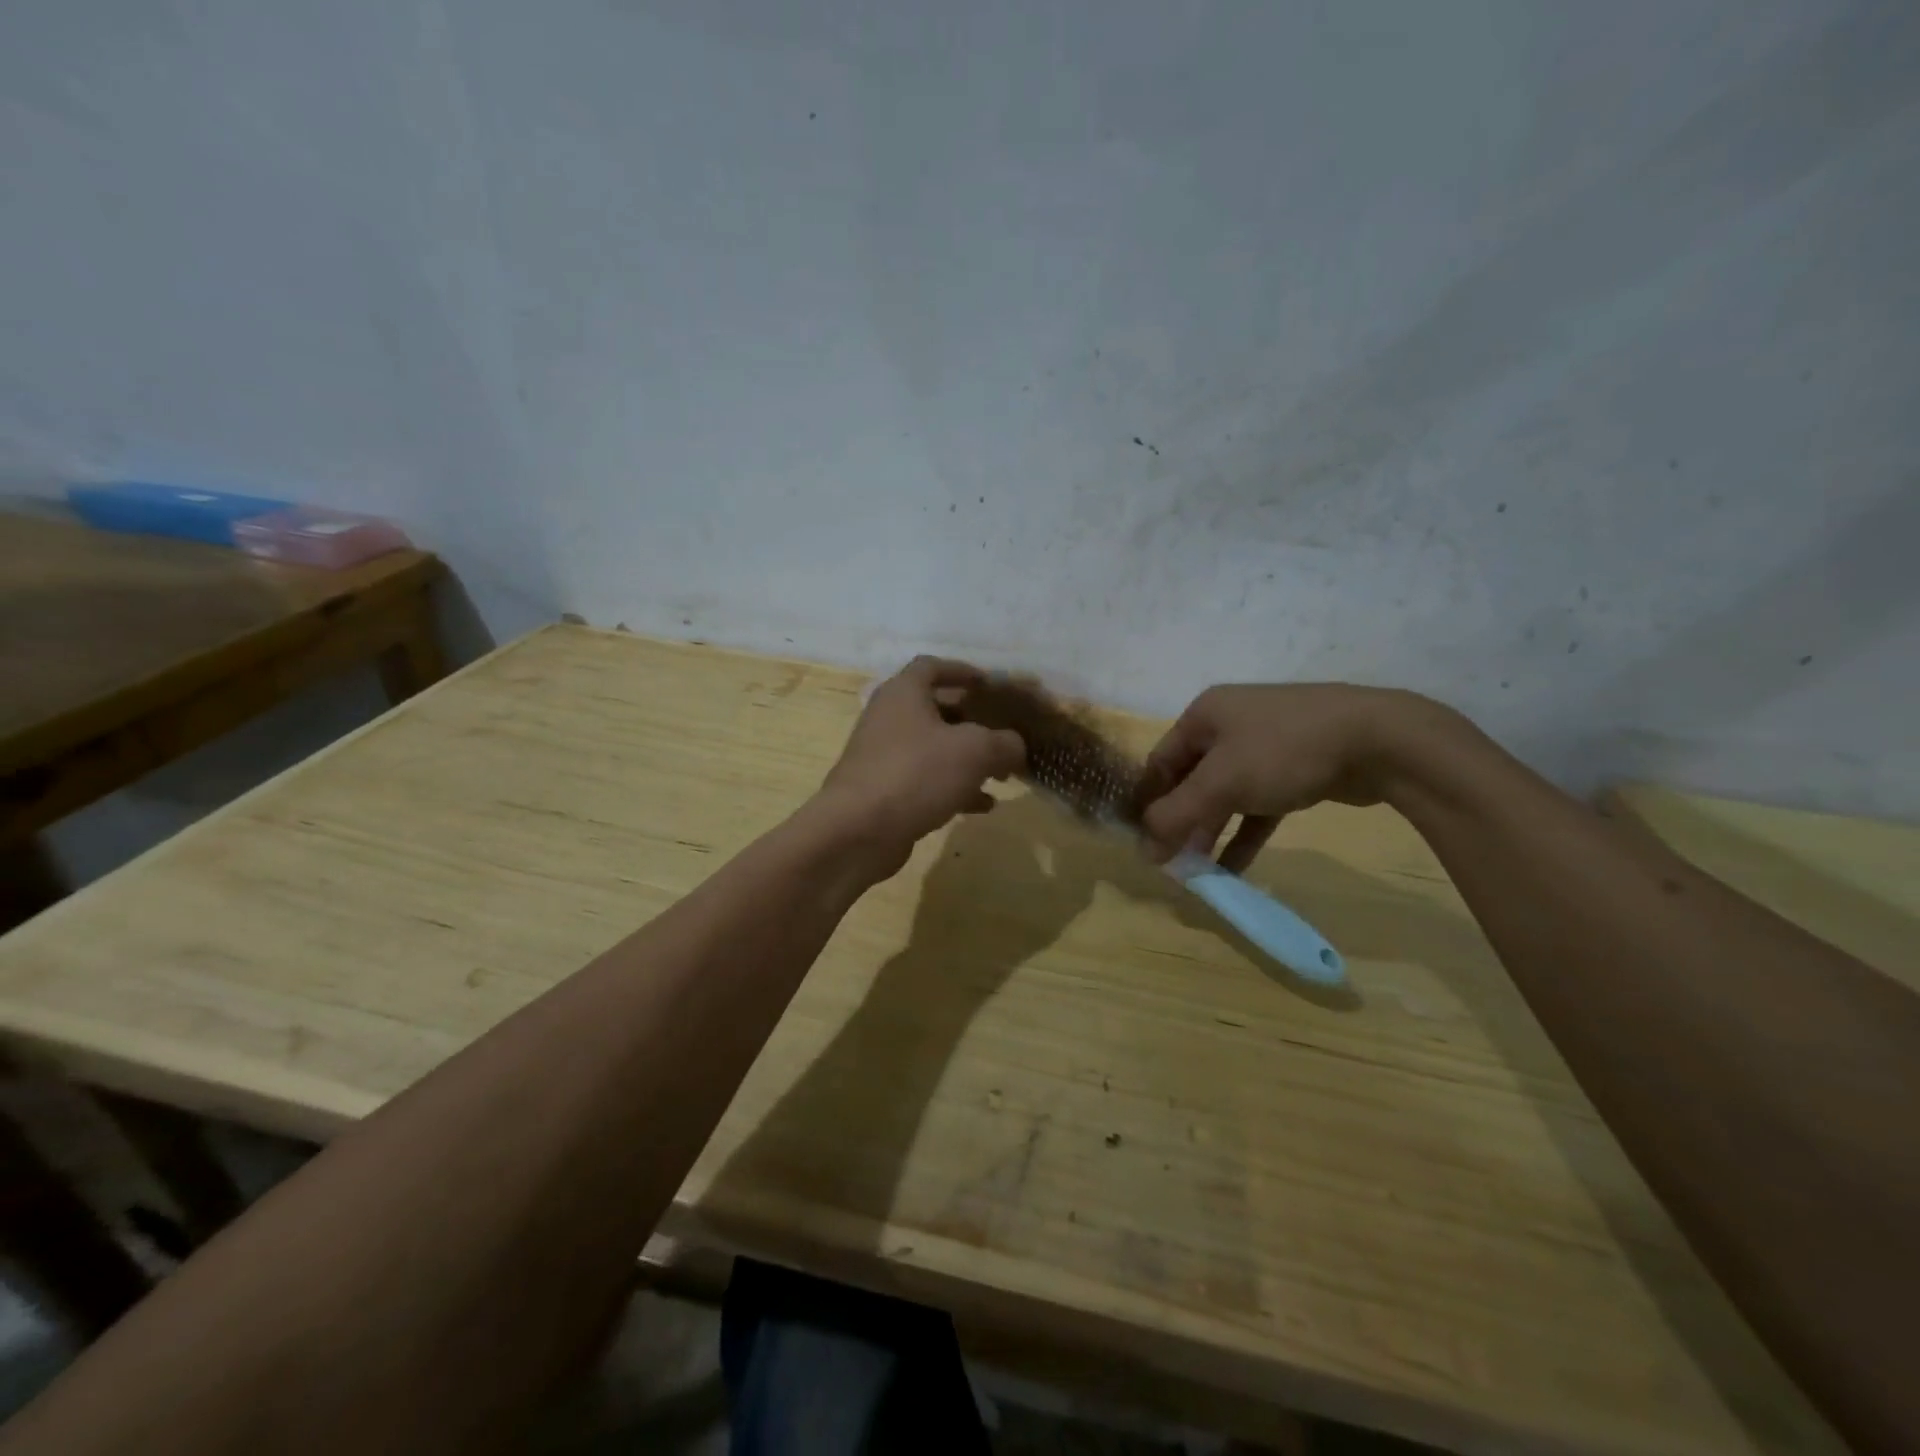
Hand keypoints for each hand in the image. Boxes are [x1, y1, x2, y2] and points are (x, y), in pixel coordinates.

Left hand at [814, 657, 1026, 875]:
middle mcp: (889, 718)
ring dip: (967, 759)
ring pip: (933, 748)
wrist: (858, 830)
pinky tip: (982, 806)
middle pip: (936, 709)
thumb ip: (1005, 743)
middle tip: (1003, 734)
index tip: (991, 686)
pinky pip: (925, 780)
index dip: (964, 672)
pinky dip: (953, 788)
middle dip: (973, 722)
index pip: (933, 667)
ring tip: (1001, 774)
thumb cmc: (917, 773)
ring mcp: (883, 756)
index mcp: (904, 693)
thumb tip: (1015, 746)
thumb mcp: (976, 751)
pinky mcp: (883, 791)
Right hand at [1138, 684, 1434, 868]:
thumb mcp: (1221, 783)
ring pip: (1226, 794)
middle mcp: (1230, 725)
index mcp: (1205, 714)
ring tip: (1198, 871)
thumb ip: (1177, 815)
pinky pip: (1258, 805)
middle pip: (1192, 780)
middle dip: (1181, 822)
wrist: (1379, 739)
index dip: (1149, 802)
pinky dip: (1244, 834)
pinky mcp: (1296, 769)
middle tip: (1172, 862)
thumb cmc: (1283, 750)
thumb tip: (1143, 849)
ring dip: (1211, 832)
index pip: (1161, 761)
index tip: (1143, 842)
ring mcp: (1266, 746)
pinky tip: (1234, 869)